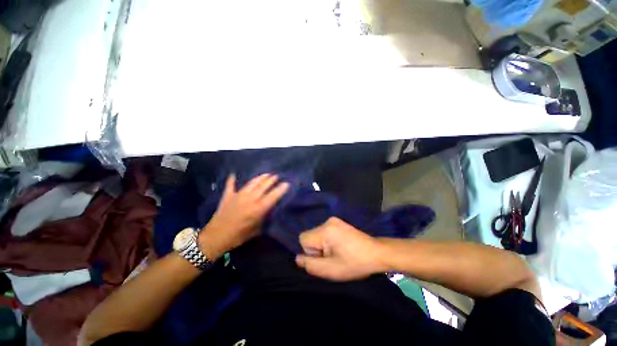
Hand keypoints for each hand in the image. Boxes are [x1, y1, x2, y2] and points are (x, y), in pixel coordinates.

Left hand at [199, 174, 289, 258]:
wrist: (216, 237)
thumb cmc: (239, 236)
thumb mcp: (256, 230)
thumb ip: (264, 218)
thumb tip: (269, 211)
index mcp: (258, 208)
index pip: (273, 196)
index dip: (281, 189)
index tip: (287, 183)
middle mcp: (250, 199)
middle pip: (263, 186)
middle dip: (271, 180)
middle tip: (276, 176)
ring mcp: (238, 195)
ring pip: (252, 183)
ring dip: (260, 178)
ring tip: (266, 174)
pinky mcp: (228, 196)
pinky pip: (230, 185)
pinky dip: (232, 180)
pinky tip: (233, 174)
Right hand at [295, 217, 388, 280]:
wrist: (377, 253)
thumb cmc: (355, 263)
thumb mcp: (331, 270)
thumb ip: (310, 265)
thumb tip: (297, 258)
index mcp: (325, 230)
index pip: (303, 238)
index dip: (310, 252)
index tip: (324, 258)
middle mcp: (327, 221)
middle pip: (310, 236)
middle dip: (317, 249)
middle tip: (332, 257)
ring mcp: (334, 220)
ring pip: (317, 235)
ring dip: (323, 246)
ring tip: (338, 253)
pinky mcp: (339, 222)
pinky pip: (325, 232)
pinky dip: (328, 241)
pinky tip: (340, 247)